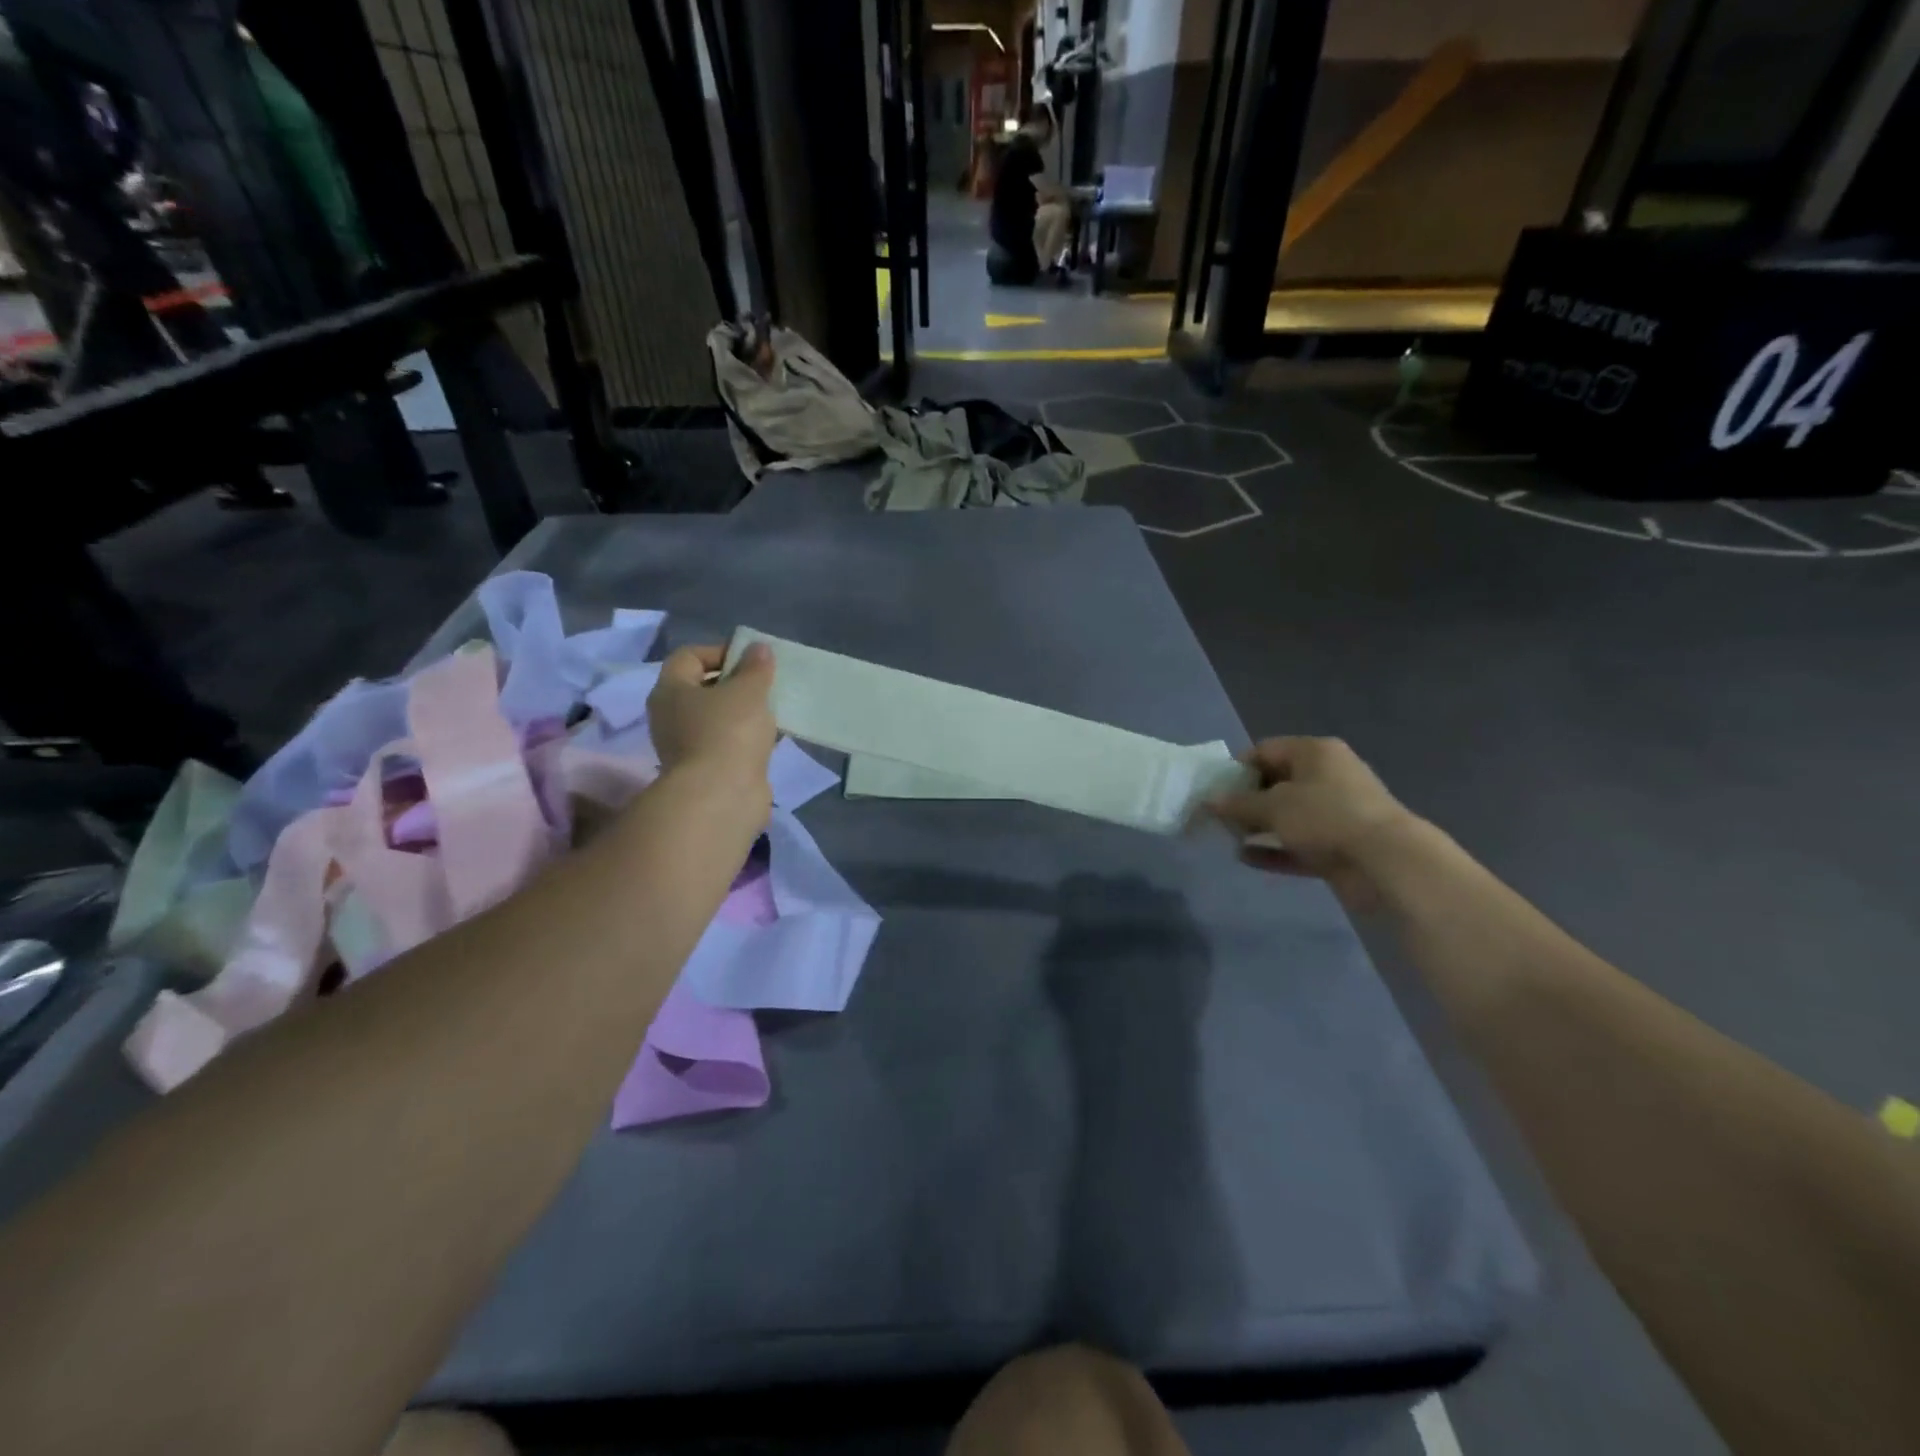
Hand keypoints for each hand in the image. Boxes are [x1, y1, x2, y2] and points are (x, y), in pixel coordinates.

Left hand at [646, 643, 776, 782]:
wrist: (722, 797)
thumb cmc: (729, 732)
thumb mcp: (748, 690)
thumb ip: (755, 667)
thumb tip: (758, 649)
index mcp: (670, 690)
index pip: (689, 656)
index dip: (720, 651)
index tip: (751, 660)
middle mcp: (670, 716)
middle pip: (702, 687)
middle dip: (734, 683)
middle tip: (764, 684)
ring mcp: (685, 746)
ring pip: (715, 718)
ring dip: (741, 712)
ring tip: (770, 711)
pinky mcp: (704, 770)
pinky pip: (725, 743)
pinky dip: (744, 738)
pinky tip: (768, 739)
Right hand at [1206, 737, 1414, 908]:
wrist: (1386, 862)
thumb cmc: (1325, 817)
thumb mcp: (1273, 806)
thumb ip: (1237, 804)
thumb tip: (1208, 801)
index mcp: (1315, 752)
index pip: (1265, 750)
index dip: (1237, 769)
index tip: (1215, 791)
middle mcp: (1327, 776)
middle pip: (1276, 782)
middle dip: (1246, 801)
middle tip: (1219, 818)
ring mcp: (1336, 812)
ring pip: (1287, 815)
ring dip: (1258, 827)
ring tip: (1229, 839)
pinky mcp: (1339, 844)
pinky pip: (1298, 843)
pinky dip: (1274, 849)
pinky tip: (1246, 859)